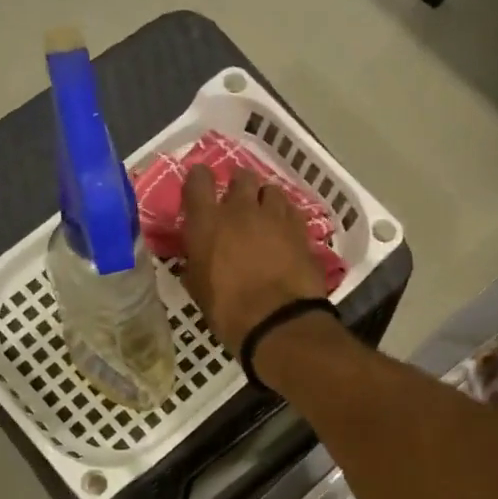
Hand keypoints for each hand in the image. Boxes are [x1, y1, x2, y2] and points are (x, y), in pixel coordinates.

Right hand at [181, 164, 326, 350]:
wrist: (278, 322)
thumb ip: (197, 261)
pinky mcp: (301, 230)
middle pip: (242, 177)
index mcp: (207, 222)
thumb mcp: (198, 288)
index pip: (198, 180)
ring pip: (271, 190)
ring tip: (265, 216)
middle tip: (238, 203)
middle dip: (239, 186)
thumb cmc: (228, 311)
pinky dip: (286, 217)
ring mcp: (275, 217)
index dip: (199, 178)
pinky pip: (292, 211)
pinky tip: (285, 231)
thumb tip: (197, 255)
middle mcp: (241, 210)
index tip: (201, 185)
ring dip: (265, 200)